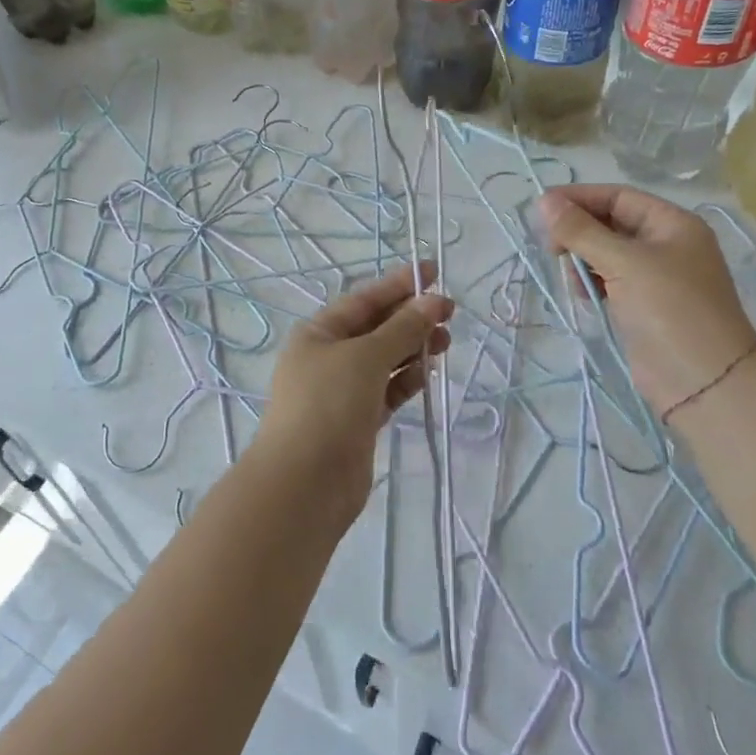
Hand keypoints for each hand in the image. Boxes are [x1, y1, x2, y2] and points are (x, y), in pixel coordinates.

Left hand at [256, 262, 453, 515]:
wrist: (305, 482)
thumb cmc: (329, 404)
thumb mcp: (366, 356)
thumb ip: (402, 329)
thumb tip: (433, 301)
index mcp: (319, 333)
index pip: (364, 299)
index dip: (399, 284)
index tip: (433, 271)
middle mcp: (328, 357)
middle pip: (376, 328)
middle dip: (411, 317)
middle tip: (450, 312)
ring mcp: (342, 391)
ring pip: (384, 360)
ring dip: (414, 348)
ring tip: (447, 340)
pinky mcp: (358, 421)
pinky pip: (387, 390)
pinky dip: (407, 379)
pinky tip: (429, 372)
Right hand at [537, 185, 755, 413]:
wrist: (704, 382)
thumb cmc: (670, 310)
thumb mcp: (624, 263)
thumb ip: (581, 231)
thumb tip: (544, 201)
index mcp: (672, 224)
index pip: (618, 197)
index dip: (579, 198)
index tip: (541, 209)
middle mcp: (666, 244)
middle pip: (610, 223)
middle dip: (579, 232)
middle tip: (552, 249)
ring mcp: (655, 276)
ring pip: (605, 253)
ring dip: (582, 259)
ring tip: (573, 279)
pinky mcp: (643, 304)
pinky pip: (609, 280)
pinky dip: (591, 282)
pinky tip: (584, 295)